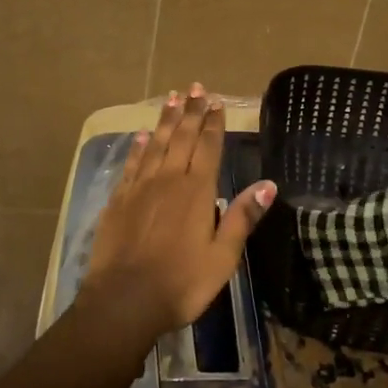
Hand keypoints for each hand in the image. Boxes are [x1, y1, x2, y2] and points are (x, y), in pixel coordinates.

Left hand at [80, 84, 276, 350]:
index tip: (216, 101)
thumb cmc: (182, 283)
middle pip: (182, 137)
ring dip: (166, 120)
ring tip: (172, 97)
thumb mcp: (223, 257)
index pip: (208, 147)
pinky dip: (139, 146)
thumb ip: (242, 217)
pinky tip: (143, 135)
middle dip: (191, 111)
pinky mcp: (119, 199)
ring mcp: (140, 187)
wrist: (125, 300)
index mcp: (197, 191)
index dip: (213, 123)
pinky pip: (132, 163)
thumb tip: (268, 184)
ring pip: (156, 144)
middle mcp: (169, 179)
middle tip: (195, 87)